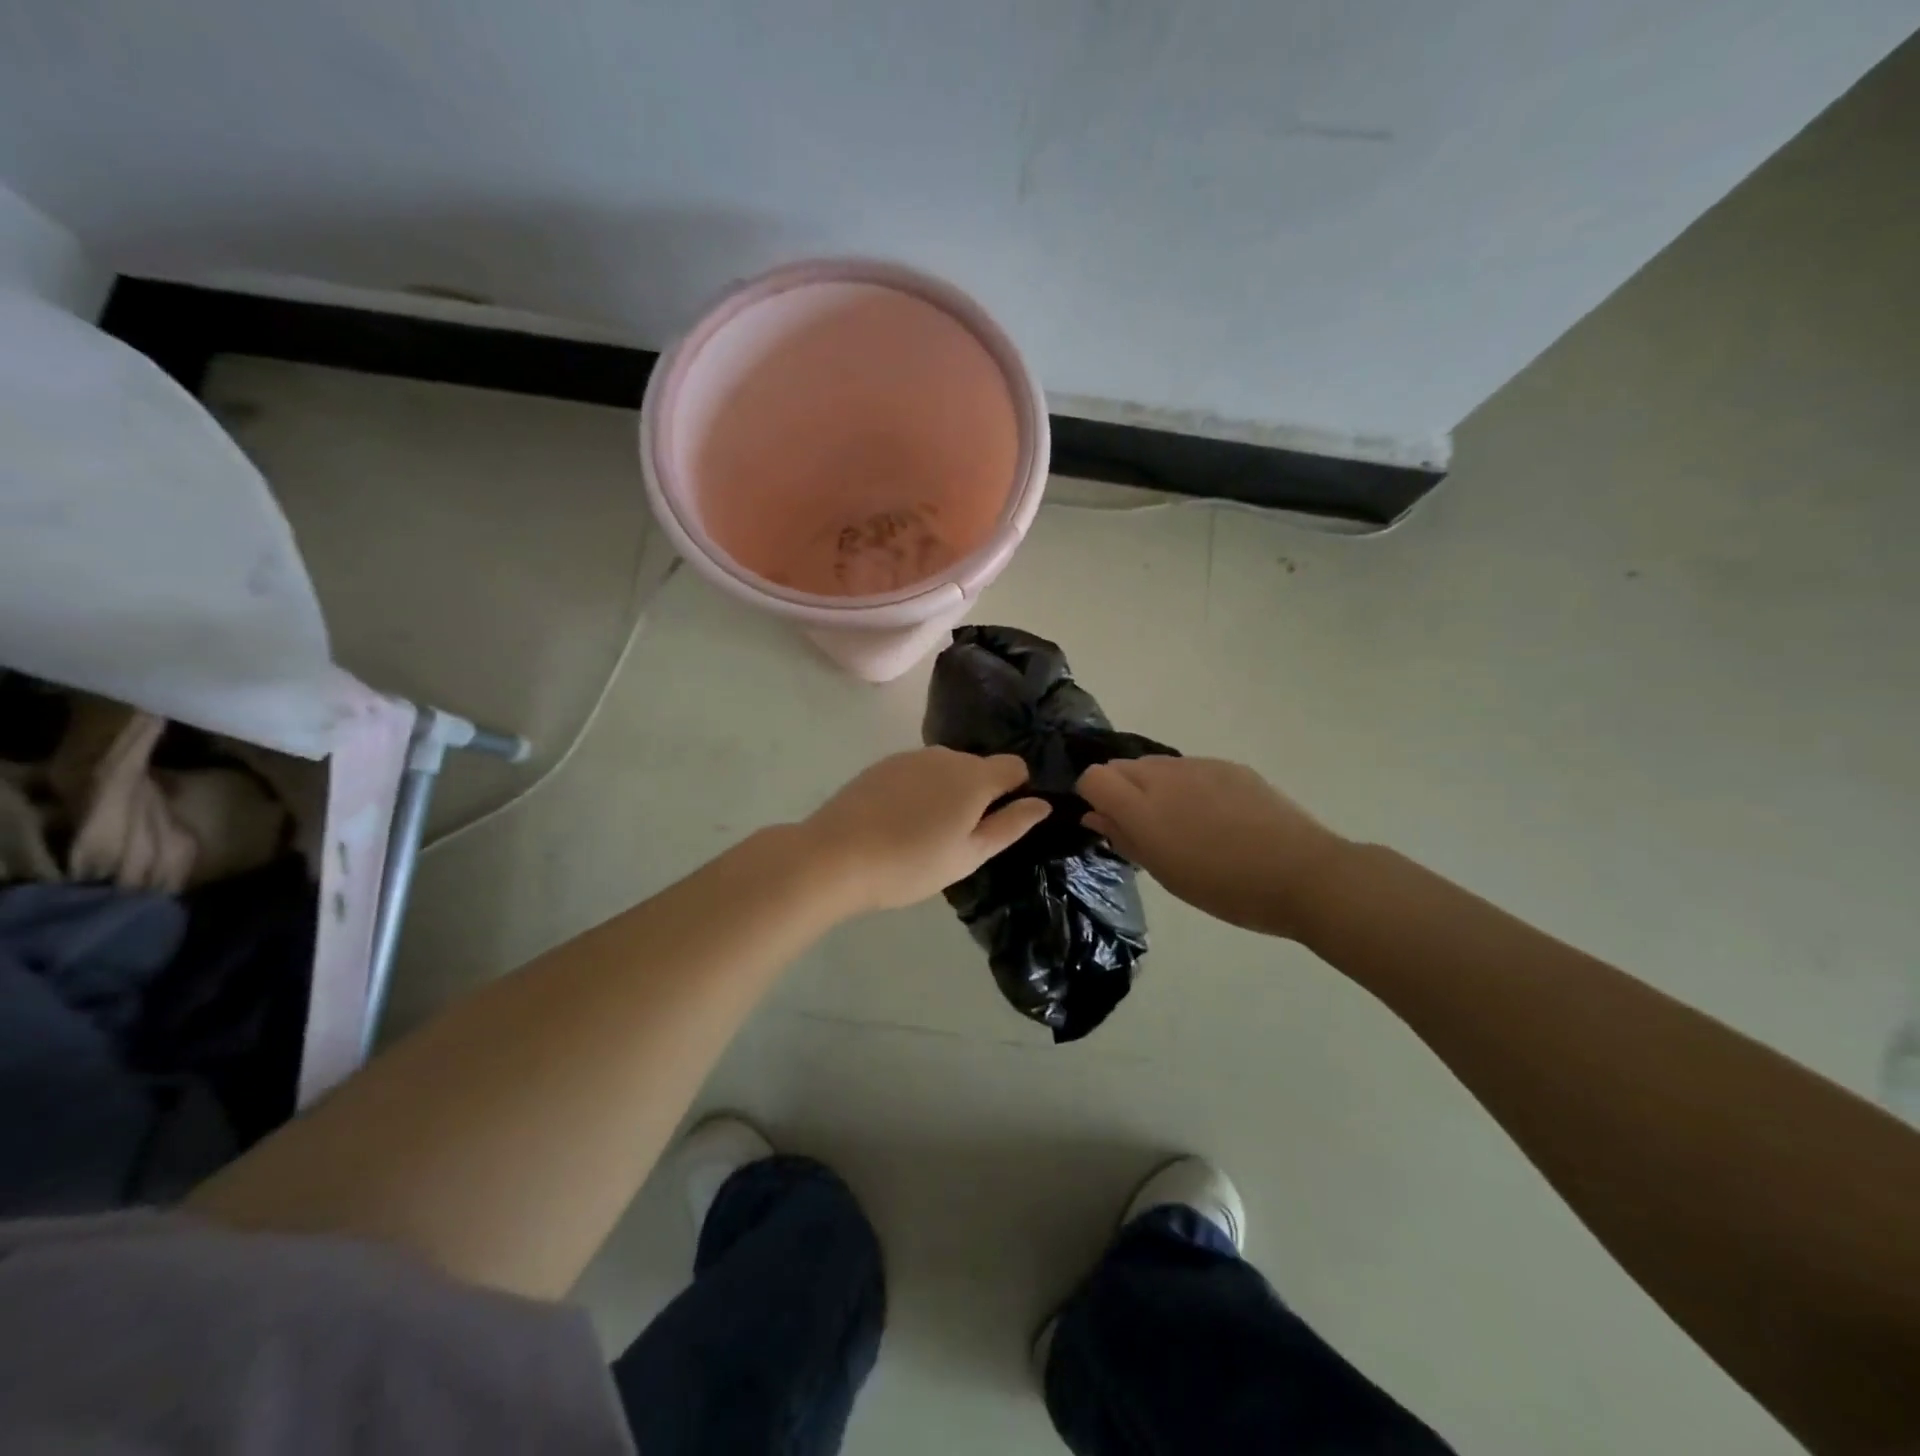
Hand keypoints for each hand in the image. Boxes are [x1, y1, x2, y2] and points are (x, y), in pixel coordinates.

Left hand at [802, 748, 1051, 913]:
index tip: (998, 822)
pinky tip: (898, 821)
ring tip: (924, 833)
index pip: (1015, 766)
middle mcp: (946, 755)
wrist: (834, 856)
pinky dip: (919, 790)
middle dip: (979, 794)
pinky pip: (917, 772)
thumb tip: (1041, 803)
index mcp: (974, 776)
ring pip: (946, 768)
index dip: (1015, 791)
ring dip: (948, 791)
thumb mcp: (969, 855)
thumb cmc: (911, 864)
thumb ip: (1010, 826)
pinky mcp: (882, 765)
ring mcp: (910, 756)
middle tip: (958, 837)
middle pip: (979, 766)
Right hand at [1077, 756, 1347, 938]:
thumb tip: (1095, 816)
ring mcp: (1199, 767)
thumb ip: (1124, 839)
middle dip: (1121, 790)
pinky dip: (1186, 785)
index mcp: (1143, 808)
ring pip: (1155, 765)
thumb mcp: (1166, 874)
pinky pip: (1190, 768)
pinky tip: (1215, 816)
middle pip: (1121, 766)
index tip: (1108, 822)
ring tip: (1183, 823)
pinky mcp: (1228, 766)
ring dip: (1153, 787)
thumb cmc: (1226, 889)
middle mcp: (1165, 777)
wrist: (1303, 874)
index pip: (1094, 777)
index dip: (1093, 796)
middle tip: (1145, 828)